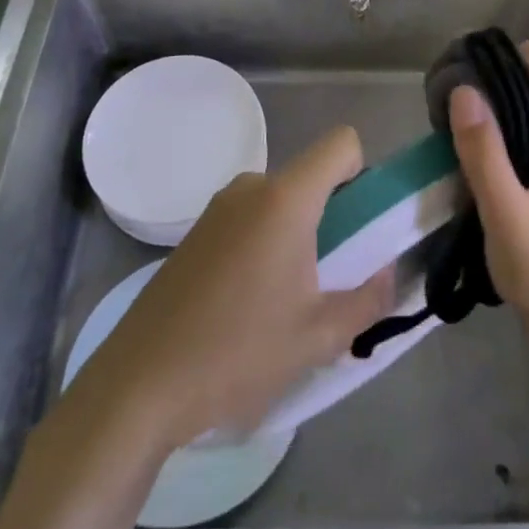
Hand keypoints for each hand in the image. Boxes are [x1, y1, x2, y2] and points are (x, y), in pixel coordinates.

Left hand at [74, 126, 395, 451]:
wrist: (138, 384)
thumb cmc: (237, 353)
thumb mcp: (318, 337)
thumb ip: (368, 301)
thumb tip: (389, 276)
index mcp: (285, 199)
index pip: (341, 144)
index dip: (363, 173)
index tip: (361, 225)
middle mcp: (251, 187)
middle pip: (310, 177)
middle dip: (332, 216)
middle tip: (331, 277)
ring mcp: (217, 208)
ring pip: (279, 201)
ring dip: (297, 234)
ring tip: (288, 300)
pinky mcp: (195, 232)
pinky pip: (249, 219)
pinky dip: (264, 244)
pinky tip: (248, 304)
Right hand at [449, 39, 528, 341]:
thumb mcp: (506, 215)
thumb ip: (484, 153)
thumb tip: (463, 90)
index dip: (497, 63)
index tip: (461, 87)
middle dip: (496, 87)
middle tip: (456, 118)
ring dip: (503, 110)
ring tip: (468, 138)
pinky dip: (516, 129)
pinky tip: (492, 157)